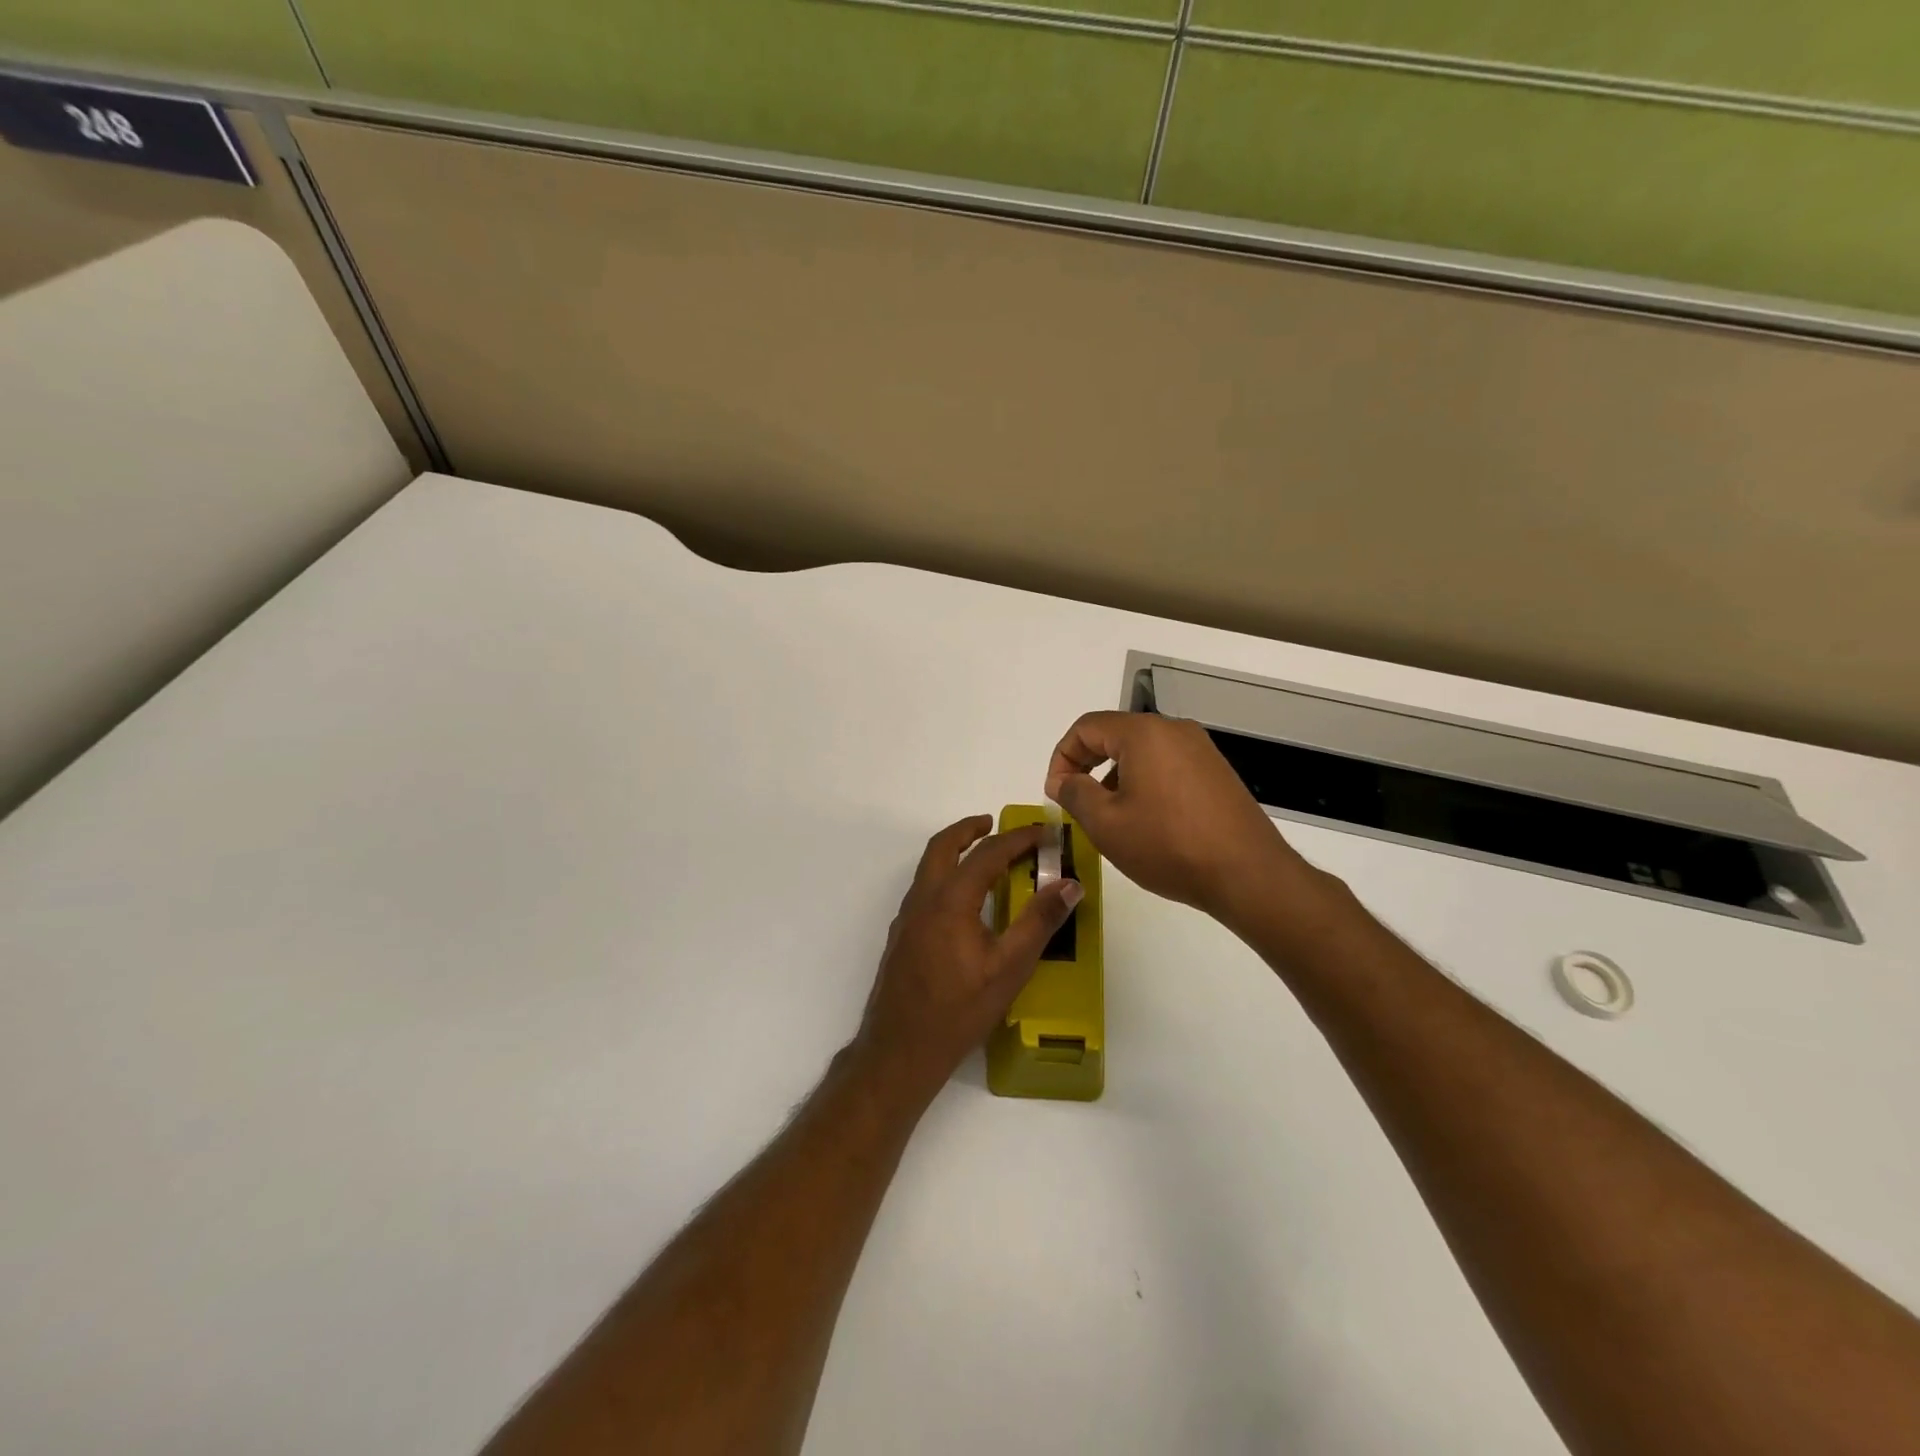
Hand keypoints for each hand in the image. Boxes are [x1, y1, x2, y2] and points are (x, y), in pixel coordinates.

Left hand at [851, 815, 1081, 1107]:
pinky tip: (965, 904)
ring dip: (955, 852)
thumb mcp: (1009, 968)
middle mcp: (923, 899)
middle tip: (995, 824)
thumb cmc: (958, 1010)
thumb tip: (1070, 885)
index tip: (1044, 832)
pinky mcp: (901, 936)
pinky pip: (925, 890)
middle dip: (970, 829)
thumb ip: (1039, 922)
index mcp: (950, 900)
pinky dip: (946, 877)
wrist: (899, 1050)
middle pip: (943, 846)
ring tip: (985, 859)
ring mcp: (907, 918)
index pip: (988, 853)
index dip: (1018, 838)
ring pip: (929, 867)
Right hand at [1045, 712, 1330, 928]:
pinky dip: (1145, 783)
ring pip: (1142, 752)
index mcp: (1144, 733)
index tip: (1055, 793)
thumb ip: (1075, 793)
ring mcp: (1201, 750)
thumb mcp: (1106, 824)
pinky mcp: (1217, 773)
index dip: (1061, 757)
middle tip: (1075, 803)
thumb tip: (1063, 780)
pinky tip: (1146, 821)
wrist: (1247, 874)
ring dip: (1115, 777)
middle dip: (1087, 765)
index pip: (1086, 728)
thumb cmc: (1168, 845)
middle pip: (1115, 735)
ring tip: (1110, 818)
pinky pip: (1167, 766)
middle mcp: (1174, 730)